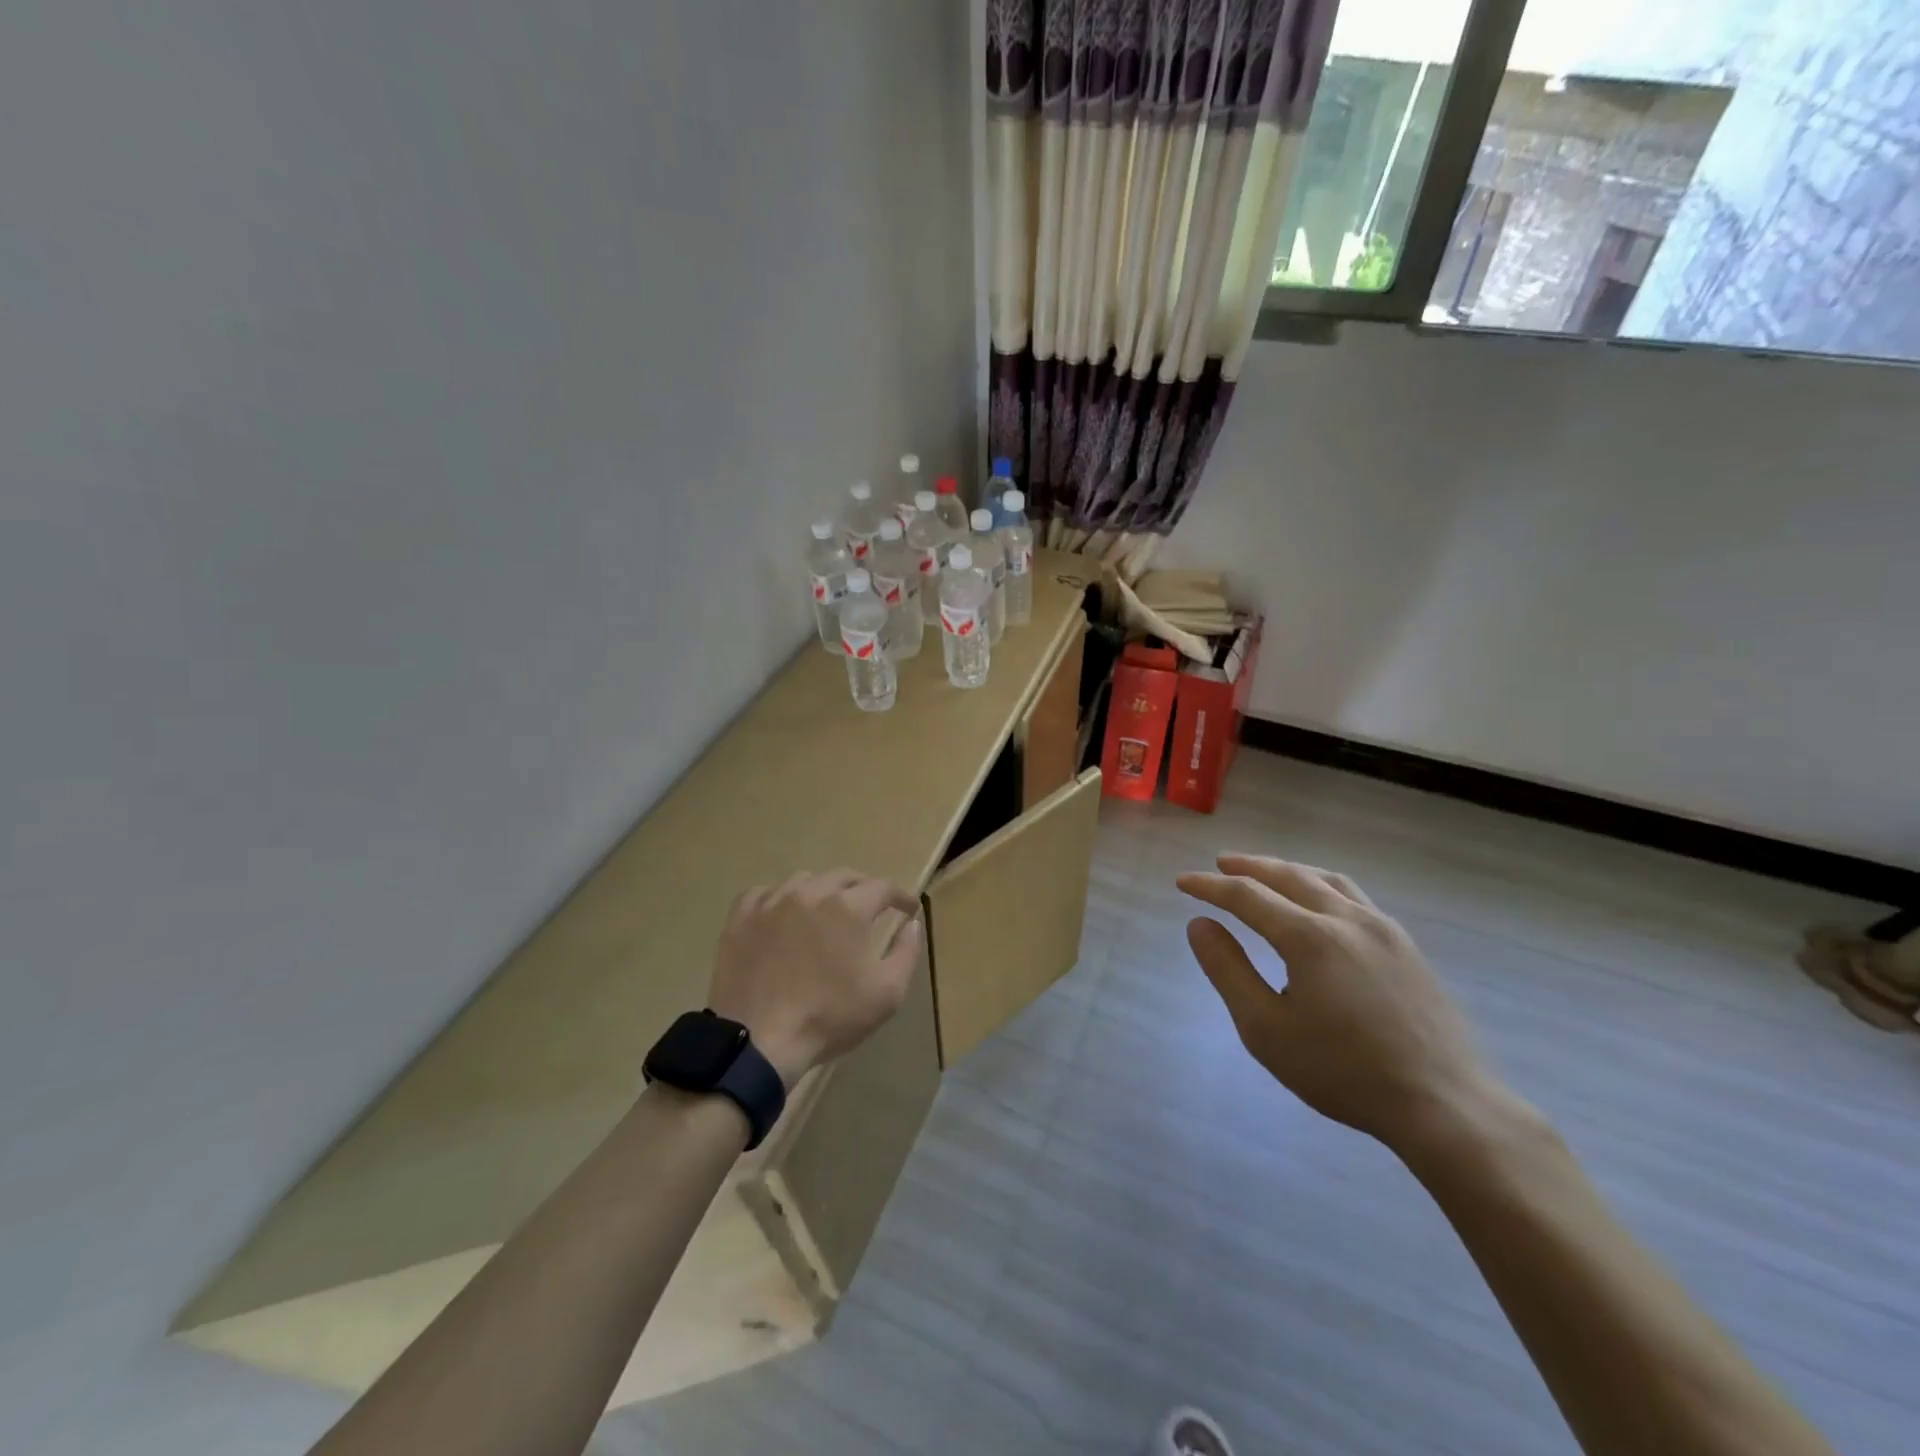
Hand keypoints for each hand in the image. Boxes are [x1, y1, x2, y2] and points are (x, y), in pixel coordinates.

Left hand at [707, 869, 922, 1088]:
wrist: (758, 1042)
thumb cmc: (829, 1018)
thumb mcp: (887, 993)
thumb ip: (907, 952)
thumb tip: (912, 924)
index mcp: (848, 908)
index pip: (883, 887)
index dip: (901, 896)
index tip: (909, 909)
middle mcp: (810, 893)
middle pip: (844, 876)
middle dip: (864, 888)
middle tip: (872, 908)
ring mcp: (771, 902)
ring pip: (804, 880)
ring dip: (823, 890)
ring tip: (826, 911)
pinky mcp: (741, 919)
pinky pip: (764, 893)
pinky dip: (780, 898)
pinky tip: (782, 915)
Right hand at [1177, 854, 1500, 1155]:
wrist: (1444, 1105)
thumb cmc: (1343, 1071)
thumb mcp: (1266, 1029)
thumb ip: (1228, 970)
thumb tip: (1200, 924)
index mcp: (1309, 937)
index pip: (1247, 895)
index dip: (1210, 886)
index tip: (1183, 882)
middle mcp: (1346, 918)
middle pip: (1289, 876)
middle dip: (1249, 866)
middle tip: (1220, 863)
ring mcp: (1383, 929)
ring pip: (1326, 880)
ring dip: (1288, 870)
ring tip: (1266, 873)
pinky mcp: (1407, 946)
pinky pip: (1355, 896)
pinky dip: (1322, 885)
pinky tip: (1320, 903)